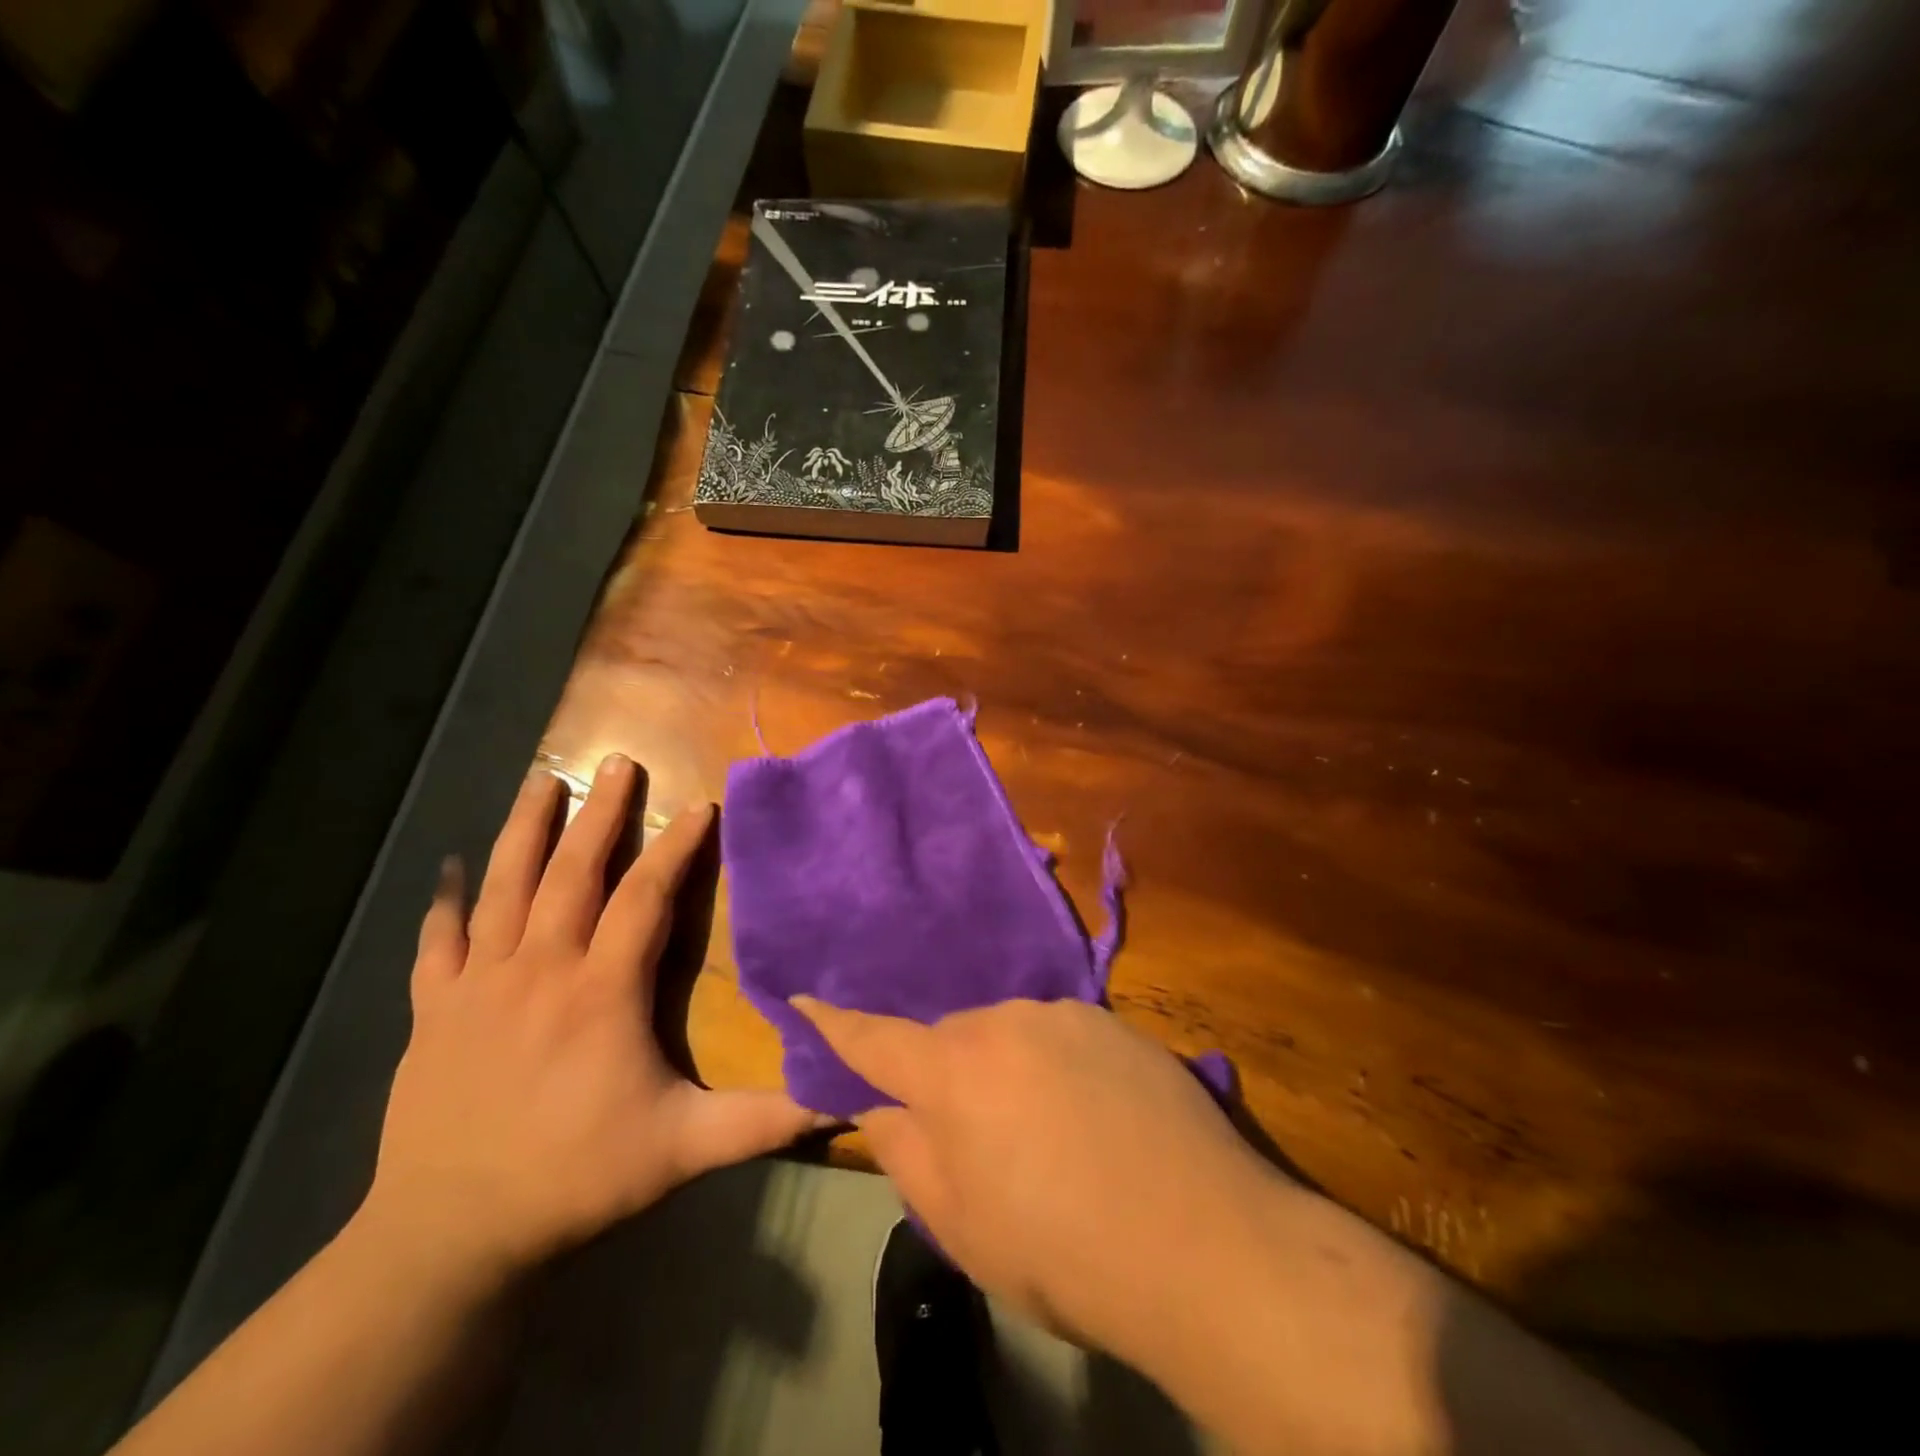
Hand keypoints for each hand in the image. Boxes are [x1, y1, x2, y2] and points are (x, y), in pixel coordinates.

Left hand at [362, 757, 820, 1281]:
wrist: (449, 1236)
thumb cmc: (576, 1180)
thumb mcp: (684, 1150)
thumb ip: (765, 1119)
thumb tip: (844, 1096)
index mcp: (602, 992)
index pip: (645, 900)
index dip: (675, 850)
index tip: (700, 807)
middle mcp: (540, 970)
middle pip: (573, 874)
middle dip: (601, 814)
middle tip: (619, 761)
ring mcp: (479, 986)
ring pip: (504, 888)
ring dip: (525, 831)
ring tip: (541, 780)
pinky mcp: (433, 1012)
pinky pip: (436, 943)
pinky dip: (443, 904)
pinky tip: (448, 871)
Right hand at [792, 996, 1275, 1353]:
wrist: (1203, 1244)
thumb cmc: (1062, 1250)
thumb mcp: (962, 1225)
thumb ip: (908, 1152)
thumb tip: (882, 1105)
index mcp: (955, 1071)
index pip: (876, 1038)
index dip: (835, 1023)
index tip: (804, 998)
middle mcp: (1006, 1021)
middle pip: (952, 1039)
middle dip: (949, 1076)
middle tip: (978, 1137)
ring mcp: (1067, 1015)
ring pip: (1010, 1035)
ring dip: (1008, 1071)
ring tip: (1049, 1135)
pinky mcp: (1117, 1022)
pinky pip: (1061, 1037)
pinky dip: (1057, 1068)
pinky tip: (1094, 1120)